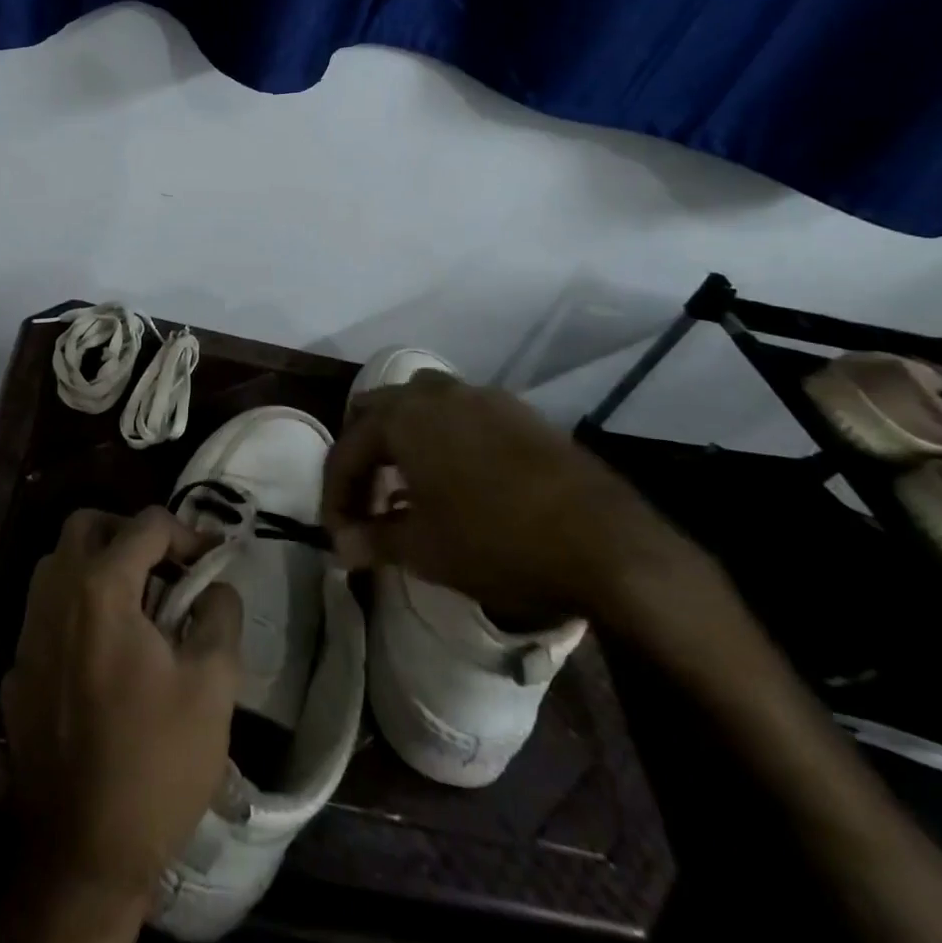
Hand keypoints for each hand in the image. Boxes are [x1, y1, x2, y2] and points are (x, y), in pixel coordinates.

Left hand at [0, 506, 242, 941]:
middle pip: (86, 525)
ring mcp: (27, 632)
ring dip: (97, 565)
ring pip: (57, 564)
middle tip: (164, 567)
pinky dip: (76, 610)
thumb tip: (215, 584)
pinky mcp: (15, 671)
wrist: (81, 854)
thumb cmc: (156, 762)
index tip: (212, 561)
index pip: (146, 524)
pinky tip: (102, 654)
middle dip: (129, 533)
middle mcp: (54, 595)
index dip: (187, 533)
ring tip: (137, 605)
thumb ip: (220, 614)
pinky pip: (45, 613)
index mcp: (101, 588)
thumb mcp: (213, 685)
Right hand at [323, 373, 688, 624]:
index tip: (340, 537)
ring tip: (408, 488)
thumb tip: (341, 548)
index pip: (347, 450)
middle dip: (363, 455)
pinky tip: (458, 481)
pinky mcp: (517, 411)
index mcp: (402, 418)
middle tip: (365, 501)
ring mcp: (480, 396)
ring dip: (402, 440)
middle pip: (376, 412)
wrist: (606, 542)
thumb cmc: (497, 541)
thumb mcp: (424, 550)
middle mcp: (434, 393)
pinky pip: (460, 414)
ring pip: (419, 405)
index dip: (335, 496)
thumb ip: (373, 540)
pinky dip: (442, 439)